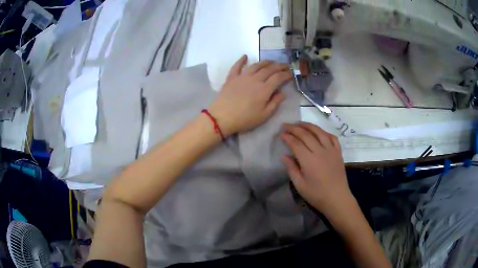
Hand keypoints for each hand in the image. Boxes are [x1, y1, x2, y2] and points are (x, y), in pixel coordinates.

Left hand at [208, 55, 291, 135]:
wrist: (222, 117)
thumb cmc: (245, 119)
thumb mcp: (264, 115)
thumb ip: (274, 103)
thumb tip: (283, 93)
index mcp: (264, 89)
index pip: (278, 78)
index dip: (286, 75)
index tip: (291, 74)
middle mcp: (255, 79)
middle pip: (269, 69)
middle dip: (279, 66)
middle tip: (285, 65)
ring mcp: (242, 77)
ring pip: (256, 65)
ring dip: (265, 62)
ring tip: (271, 61)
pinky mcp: (232, 77)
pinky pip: (237, 66)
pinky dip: (241, 60)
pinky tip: (245, 56)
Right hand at [280, 122, 351, 213]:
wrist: (337, 198)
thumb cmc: (316, 194)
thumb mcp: (300, 185)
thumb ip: (291, 168)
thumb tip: (284, 155)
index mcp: (309, 160)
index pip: (296, 143)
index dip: (287, 137)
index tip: (280, 134)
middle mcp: (320, 151)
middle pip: (306, 134)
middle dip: (294, 128)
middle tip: (285, 125)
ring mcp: (331, 150)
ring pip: (319, 132)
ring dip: (308, 125)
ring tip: (300, 123)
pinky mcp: (338, 152)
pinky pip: (332, 137)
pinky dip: (324, 132)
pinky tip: (319, 132)